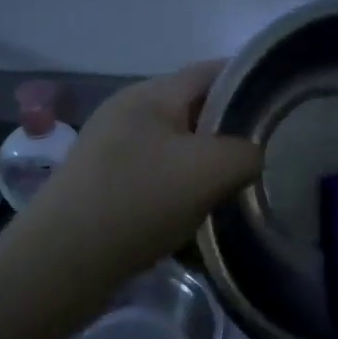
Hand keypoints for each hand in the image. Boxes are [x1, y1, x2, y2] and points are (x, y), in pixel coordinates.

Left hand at [35, 61, 262, 276]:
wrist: (57, 267)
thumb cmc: (137, 202)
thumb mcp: (209, 170)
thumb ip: (246, 153)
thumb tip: (251, 156)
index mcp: (150, 94)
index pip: (211, 71)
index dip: (248, 80)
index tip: (280, 103)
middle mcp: (127, 112)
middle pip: (193, 109)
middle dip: (229, 129)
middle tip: (265, 153)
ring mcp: (110, 149)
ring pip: (175, 146)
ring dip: (205, 164)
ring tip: (234, 187)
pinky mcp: (102, 184)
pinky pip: (155, 175)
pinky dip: (180, 188)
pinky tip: (194, 214)